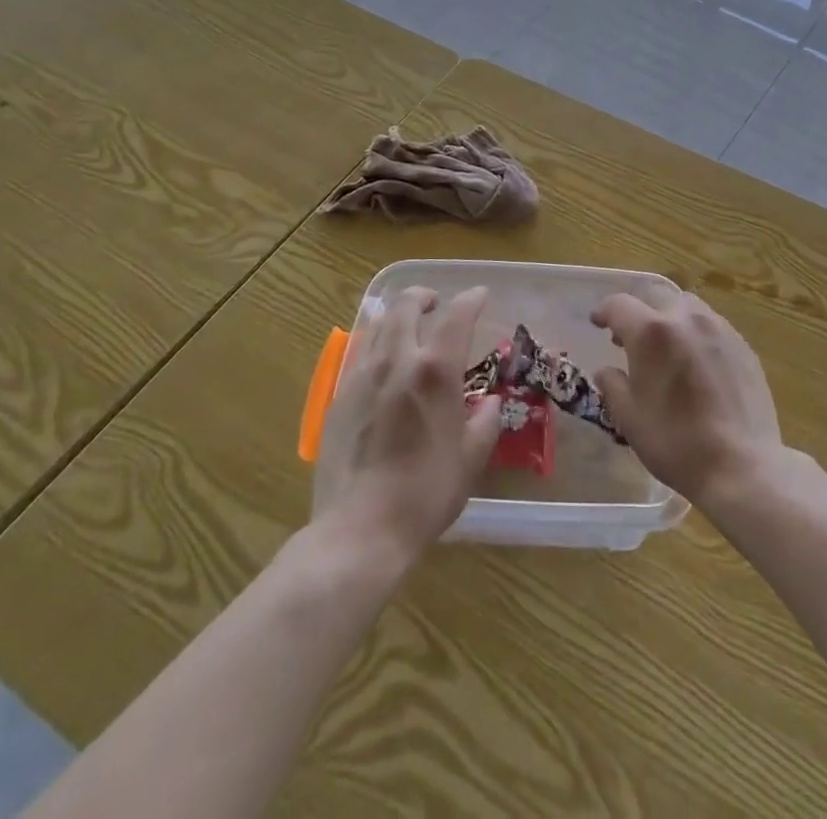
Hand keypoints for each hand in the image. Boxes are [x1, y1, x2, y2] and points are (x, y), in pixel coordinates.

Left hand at [311, 286, 502, 559]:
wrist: (360, 529)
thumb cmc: (426, 494)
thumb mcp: (470, 459)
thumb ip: (485, 423)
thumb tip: (489, 403)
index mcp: (435, 371)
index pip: (457, 316)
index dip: (471, 300)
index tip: (480, 296)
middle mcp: (396, 361)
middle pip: (406, 306)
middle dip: (424, 296)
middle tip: (436, 303)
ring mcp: (361, 377)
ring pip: (378, 326)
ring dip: (397, 316)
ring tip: (408, 327)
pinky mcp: (337, 398)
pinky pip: (360, 355)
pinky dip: (377, 345)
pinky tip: (382, 365)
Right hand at [589, 291, 784, 508]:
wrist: (741, 465)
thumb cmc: (676, 442)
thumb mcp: (629, 418)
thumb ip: (613, 385)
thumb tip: (607, 370)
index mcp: (652, 332)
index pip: (619, 305)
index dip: (604, 311)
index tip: (597, 322)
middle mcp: (686, 319)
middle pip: (656, 299)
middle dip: (639, 314)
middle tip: (630, 340)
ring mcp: (720, 329)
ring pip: (688, 309)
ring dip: (670, 320)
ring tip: (667, 350)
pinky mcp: (743, 346)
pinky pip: (712, 327)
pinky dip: (696, 335)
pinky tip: (697, 366)